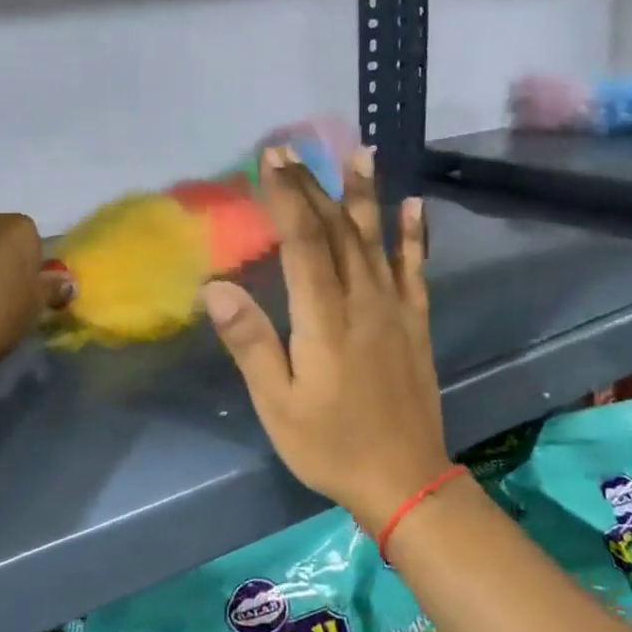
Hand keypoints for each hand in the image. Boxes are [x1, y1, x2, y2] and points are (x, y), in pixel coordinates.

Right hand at [203, 145, 449, 532]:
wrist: (404, 480)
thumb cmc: (329, 444)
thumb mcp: (277, 403)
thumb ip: (250, 342)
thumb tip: (215, 286)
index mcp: (324, 318)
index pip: (302, 241)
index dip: (286, 196)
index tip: (271, 159)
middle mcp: (362, 301)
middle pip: (337, 230)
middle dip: (313, 186)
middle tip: (294, 150)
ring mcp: (395, 309)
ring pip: (376, 240)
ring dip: (365, 194)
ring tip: (360, 153)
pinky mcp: (416, 323)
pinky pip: (415, 269)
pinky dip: (414, 236)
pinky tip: (415, 206)